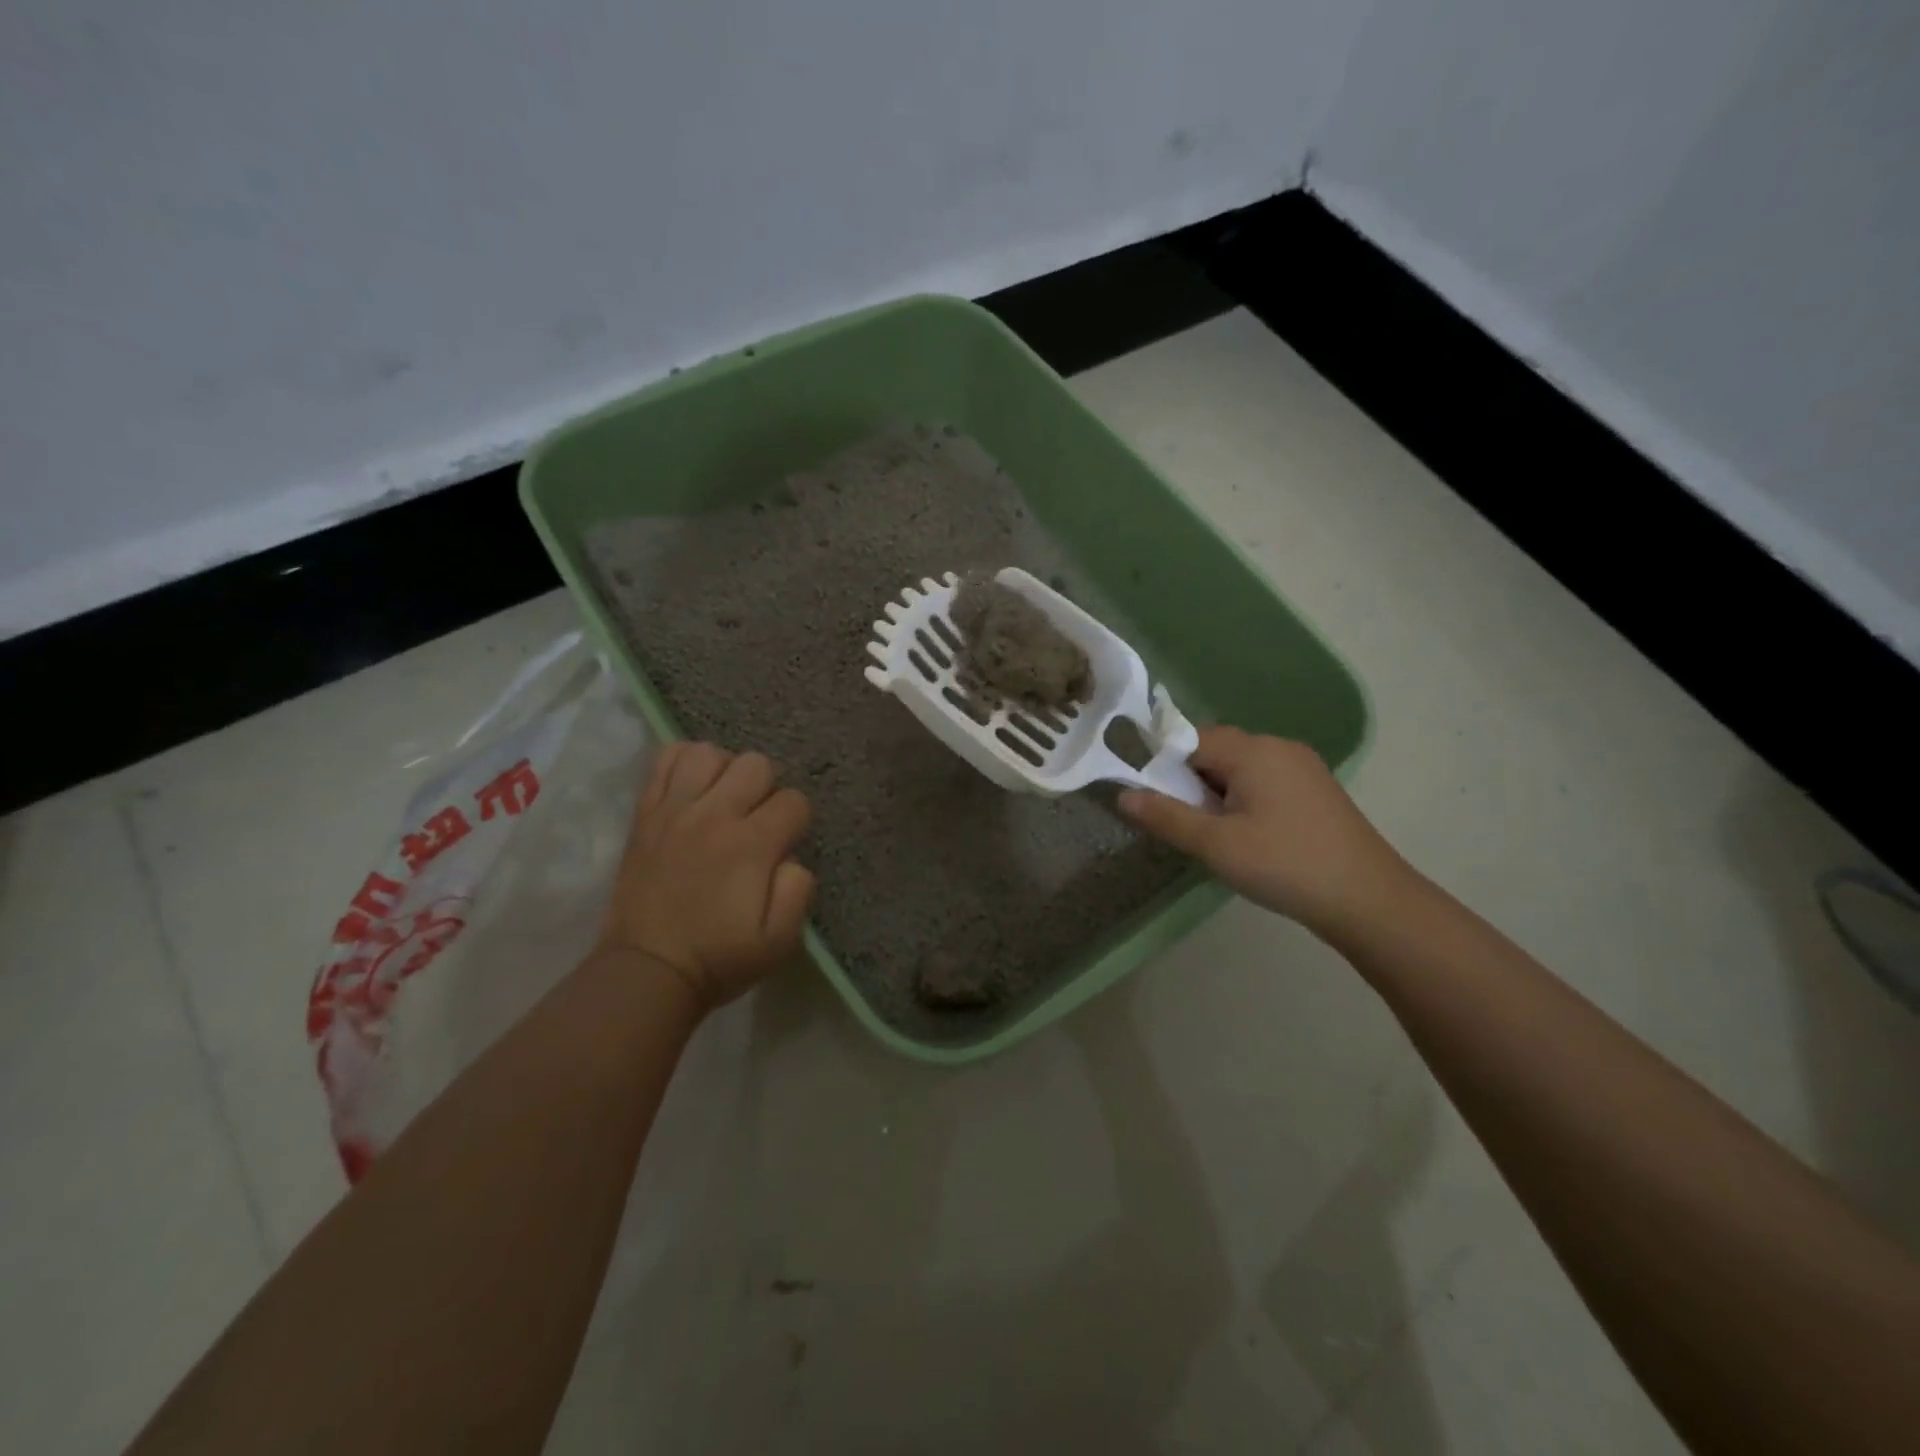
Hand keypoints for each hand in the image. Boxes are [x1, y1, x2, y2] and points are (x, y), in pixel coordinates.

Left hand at [598, 742, 814, 1010]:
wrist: (646, 971)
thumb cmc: (719, 958)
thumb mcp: (779, 940)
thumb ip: (799, 890)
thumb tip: (790, 857)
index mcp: (751, 845)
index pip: (794, 801)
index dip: (797, 821)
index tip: (784, 845)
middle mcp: (714, 815)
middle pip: (756, 764)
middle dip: (766, 789)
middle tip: (756, 821)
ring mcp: (674, 810)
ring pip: (710, 753)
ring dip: (725, 771)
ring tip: (722, 799)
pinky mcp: (645, 814)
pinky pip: (665, 760)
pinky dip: (684, 763)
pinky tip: (692, 787)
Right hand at [1118, 725, 1414, 938]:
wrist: (1368, 900)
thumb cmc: (1284, 865)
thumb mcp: (1216, 844)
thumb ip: (1166, 816)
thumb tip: (1123, 795)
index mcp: (1252, 750)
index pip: (1190, 739)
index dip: (1164, 766)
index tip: (1154, 801)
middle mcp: (1278, 747)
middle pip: (1215, 750)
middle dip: (1191, 782)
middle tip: (1185, 824)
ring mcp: (1302, 767)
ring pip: (1240, 768)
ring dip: (1217, 793)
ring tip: (1215, 835)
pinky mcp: (1316, 790)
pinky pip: (1264, 781)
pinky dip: (1244, 800)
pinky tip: (1248, 836)